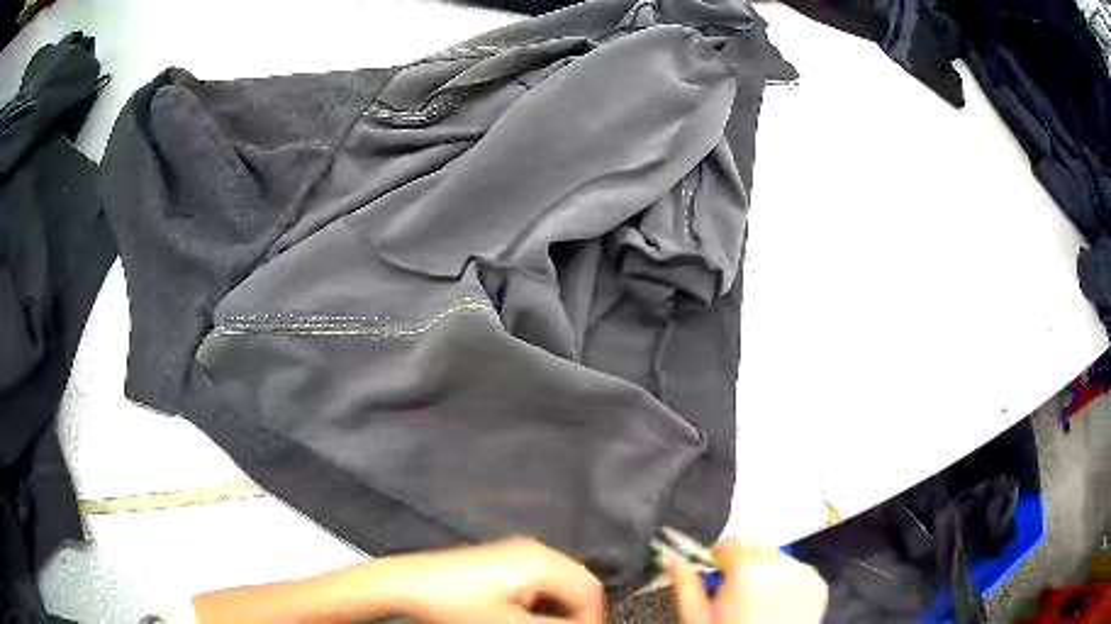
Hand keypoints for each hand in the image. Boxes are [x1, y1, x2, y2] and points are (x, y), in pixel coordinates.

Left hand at [380, 537, 604, 623]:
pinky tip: (527, 613)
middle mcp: (534, 549)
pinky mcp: (505, 557)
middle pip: (579, 582)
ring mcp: (518, 550)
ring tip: (544, 623)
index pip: (590, 591)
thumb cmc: (454, 604)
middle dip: (577, 612)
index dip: (592, 619)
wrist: (409, 585)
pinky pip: (542, 577)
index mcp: (540, 561)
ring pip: (561, 580)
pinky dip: (544, 598)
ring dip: (561, 606)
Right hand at [666, 538, 826, 623]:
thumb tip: (671, 560)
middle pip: (753, 546)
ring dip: (763, 569)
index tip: (712, 570)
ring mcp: (802, 573)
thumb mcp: (697, 618)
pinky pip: (795, 569)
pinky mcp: (817, 584)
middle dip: (740, 562)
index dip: (715, 558)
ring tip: (753, 599)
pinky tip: (773, 602)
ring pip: (775, 556)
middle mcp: (779, 564)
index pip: (728, 543)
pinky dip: (783, 579)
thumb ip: (685, 584)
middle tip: (731, 590)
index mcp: (747, 569)